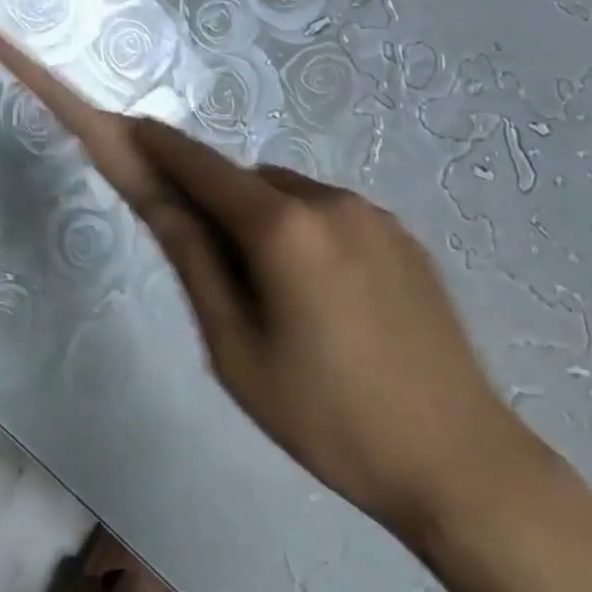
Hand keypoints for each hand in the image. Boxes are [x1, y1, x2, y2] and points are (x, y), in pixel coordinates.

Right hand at [129, 120, 535, 541]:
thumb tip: (156, 198)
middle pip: (246, 181)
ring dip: (266, 219)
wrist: (462, 465)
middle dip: (218, 205)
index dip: (160, 145)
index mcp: (281, 226)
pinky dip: (307, 232)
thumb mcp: (236, 350)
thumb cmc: (329, 417)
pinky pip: (331, 213)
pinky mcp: (402, 234)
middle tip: (220, 276)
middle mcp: (326, 199)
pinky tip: (329, 300)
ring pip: (289, 195)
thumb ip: (192, 261)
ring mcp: (371, 213)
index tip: (130, 126)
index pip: (201, 166)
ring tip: (284, 301)